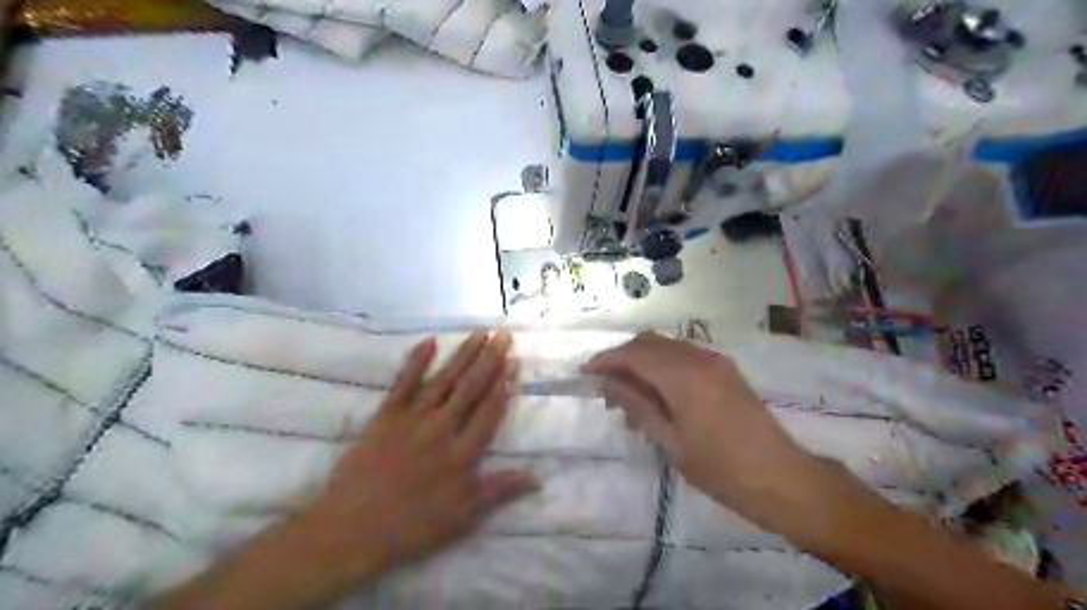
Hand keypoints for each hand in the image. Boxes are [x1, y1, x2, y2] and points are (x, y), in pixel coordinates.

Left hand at [295, 331, 537, 583]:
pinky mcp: (385, 416)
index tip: (513, 362)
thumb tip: (537, 476)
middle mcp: (441, 428)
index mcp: (461, 453)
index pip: (488, 411)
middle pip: (470, 388)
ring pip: (444, 380)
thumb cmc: (411, 526)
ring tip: (479, 333)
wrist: (351, 530)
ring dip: (463, 355)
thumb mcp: (462, 516)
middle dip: (489, 360)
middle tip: (503, 335)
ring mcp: (412, 419)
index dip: (503, 386)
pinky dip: (416, 361)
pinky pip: (403, 383)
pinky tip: (429, 341)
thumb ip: (499, 491)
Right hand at [583, 334, 809, 523]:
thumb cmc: (721, 469)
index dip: (606, 359)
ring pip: (666, 347)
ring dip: (642, 363)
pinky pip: (683, 357)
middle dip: (622, 359)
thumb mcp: (671, 441)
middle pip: (649, 343)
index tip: (585, 373)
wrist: (782, 479)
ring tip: (628, 398)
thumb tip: (606, 382)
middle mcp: (700, 358)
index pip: (635, 354)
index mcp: (685, 376)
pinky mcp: (725, 370)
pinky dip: (662, 367)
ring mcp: (715, 361)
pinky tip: (656, 396)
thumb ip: (637, 405)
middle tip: (605, 390)